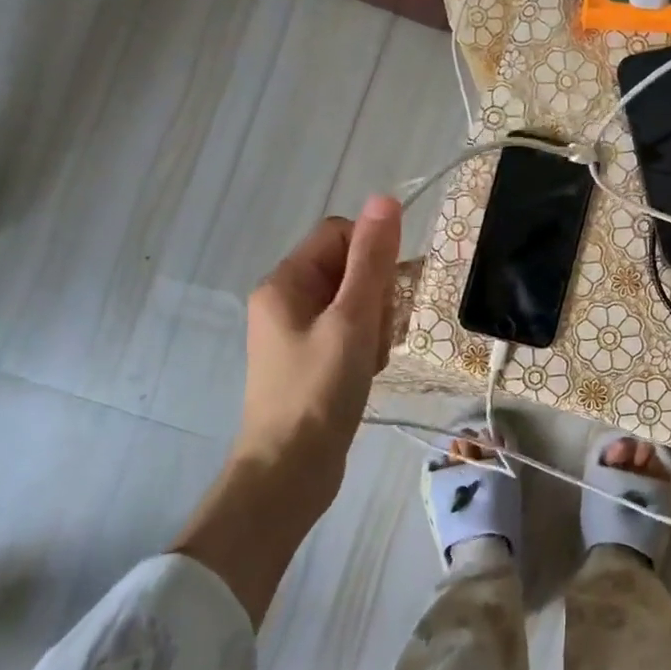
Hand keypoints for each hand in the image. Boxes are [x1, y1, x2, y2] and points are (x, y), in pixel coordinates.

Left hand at [232, 195, 402, 508]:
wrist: (290, 471)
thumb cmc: (320, 390)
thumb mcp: (352, 319)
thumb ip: (372, 259)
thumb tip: (385, 198)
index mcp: (285, 282)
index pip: (339, 234)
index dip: (372, 253)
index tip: (385, 292)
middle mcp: (285, 300)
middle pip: (348, 268)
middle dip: (376, 295)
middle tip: (377, 334)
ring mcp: (296, 332)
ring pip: (354, 302)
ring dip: (375, 323)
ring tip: (373, 358)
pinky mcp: (310, 359)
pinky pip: (348, 331)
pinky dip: (366, 345)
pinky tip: (368, 372)